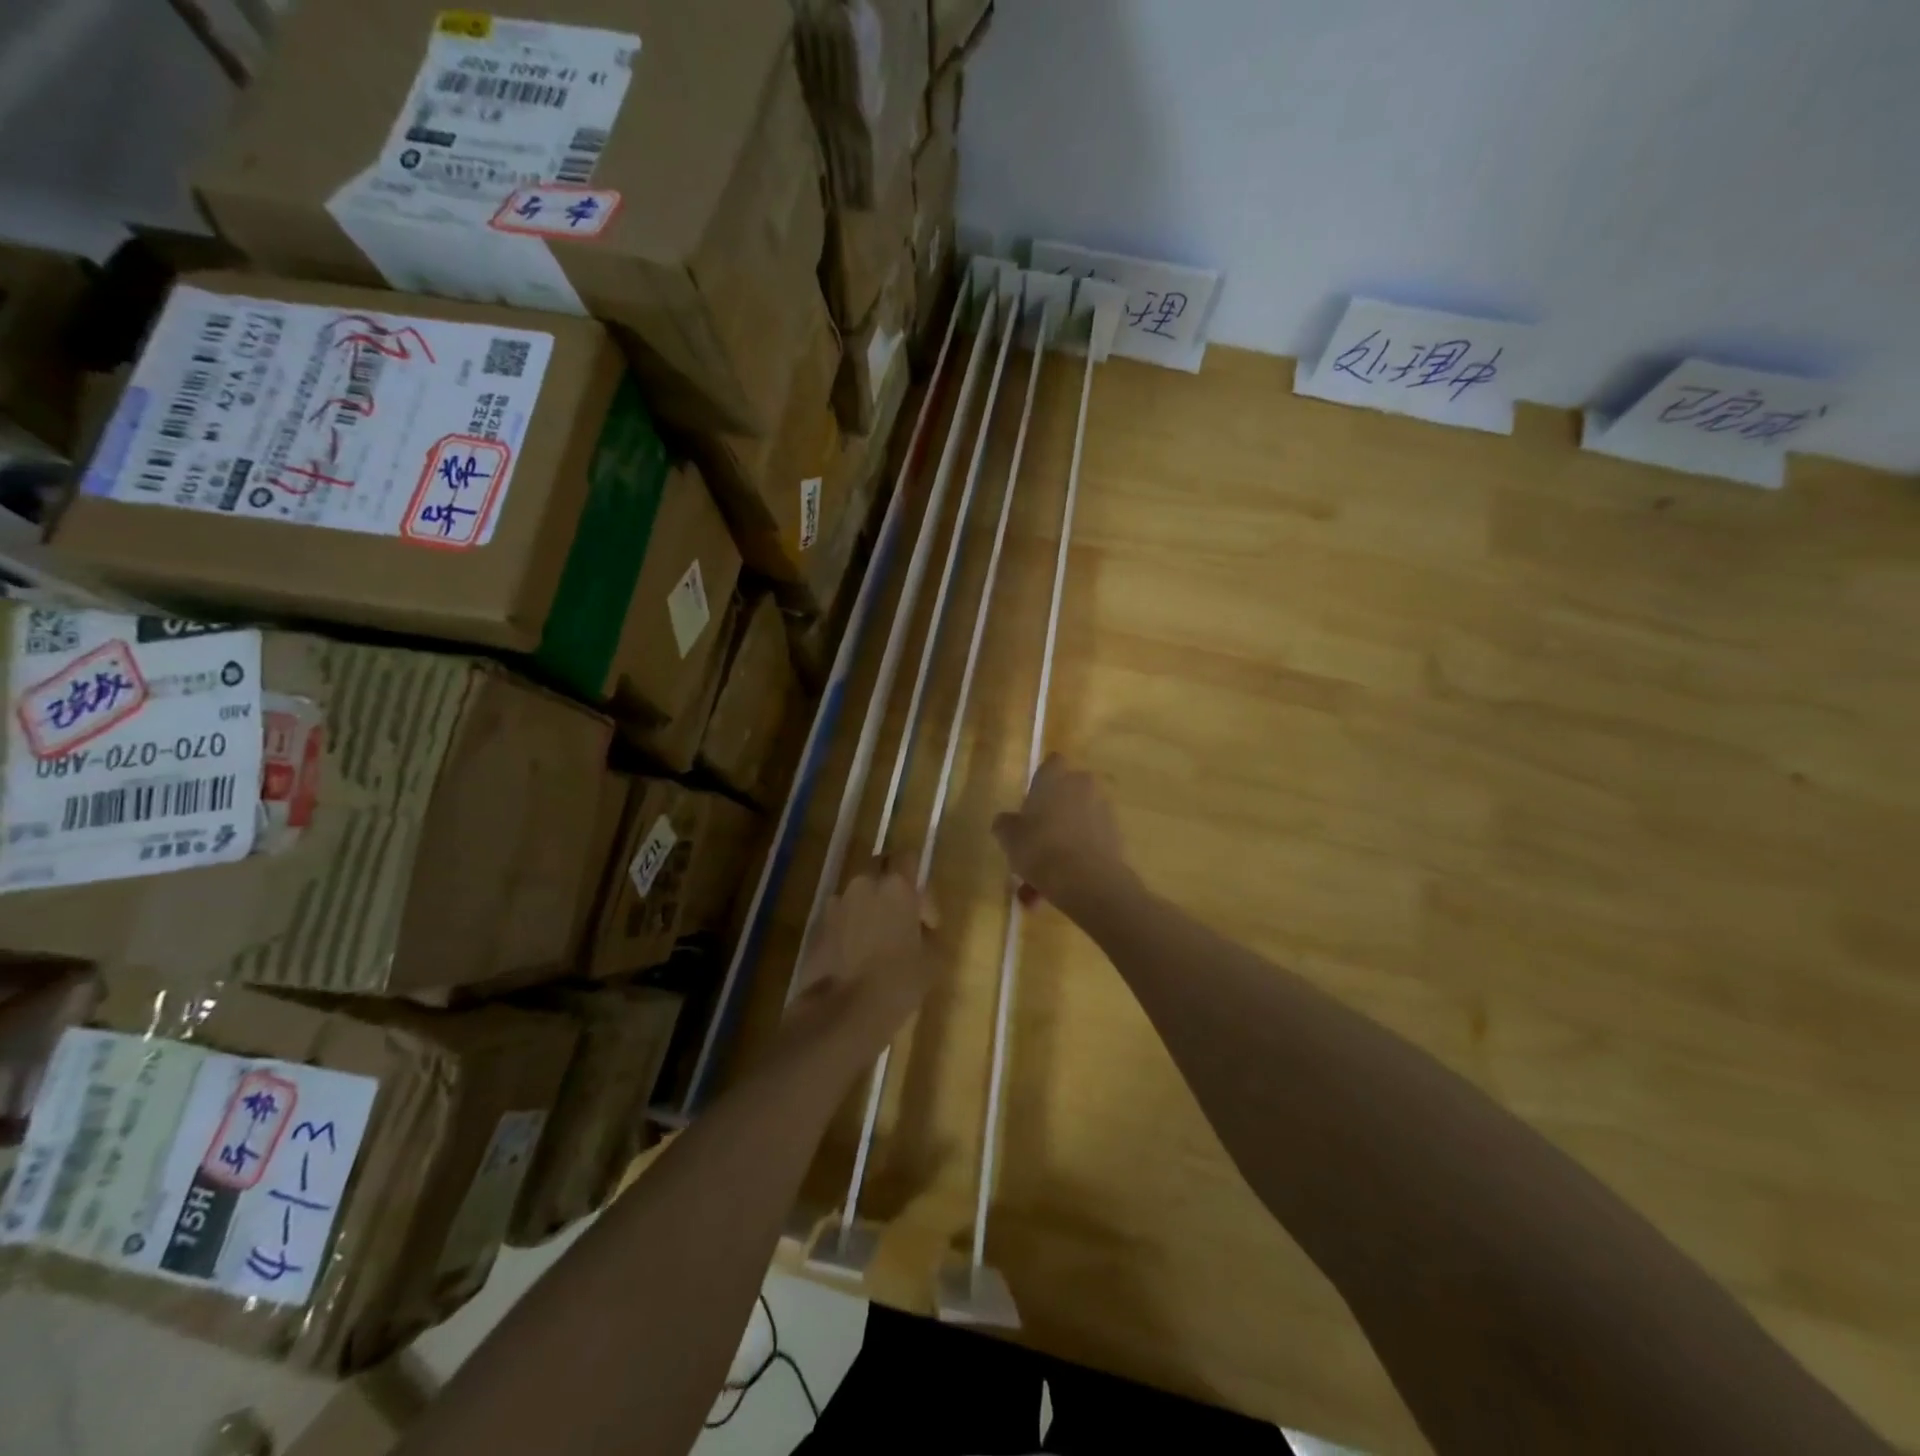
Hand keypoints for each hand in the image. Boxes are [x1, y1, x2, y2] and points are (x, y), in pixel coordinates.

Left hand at [790, 859, 937, 1048]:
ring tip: (877, 943)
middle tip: (902, 921)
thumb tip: (920, 928)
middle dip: (892, 888)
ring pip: (858, 893)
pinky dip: (851, 927)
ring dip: (870, 908)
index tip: (926, 919)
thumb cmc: (897, 983)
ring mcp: (836, 904)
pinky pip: (841, 916)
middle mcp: (863, 885)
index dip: (921, 886)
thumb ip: (929, 932)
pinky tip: (856, 957)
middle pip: (880, 869)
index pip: (909, 857)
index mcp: (896, 886)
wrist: (841, 1014)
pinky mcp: (818, 926)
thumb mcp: (932, 960)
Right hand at [992, 754, 1132, 912]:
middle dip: (1053, 815)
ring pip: (1077, 824)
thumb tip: (1005, 822)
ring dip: (1063, 842)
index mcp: (1055, 777)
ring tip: (1043, 878)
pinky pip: (1089, 843)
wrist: (1086, 879)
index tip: (1030, 803)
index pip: (1051, 763)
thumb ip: (1005, 824)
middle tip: (1035, 841)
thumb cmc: (1040, 847)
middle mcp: (1083, 786)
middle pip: (1067, 794)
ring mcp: (1103, 811)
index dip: (1041, 780)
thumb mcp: (1008, 837)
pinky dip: (1076, 859)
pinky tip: (1059, 885)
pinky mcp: (1116, 837)